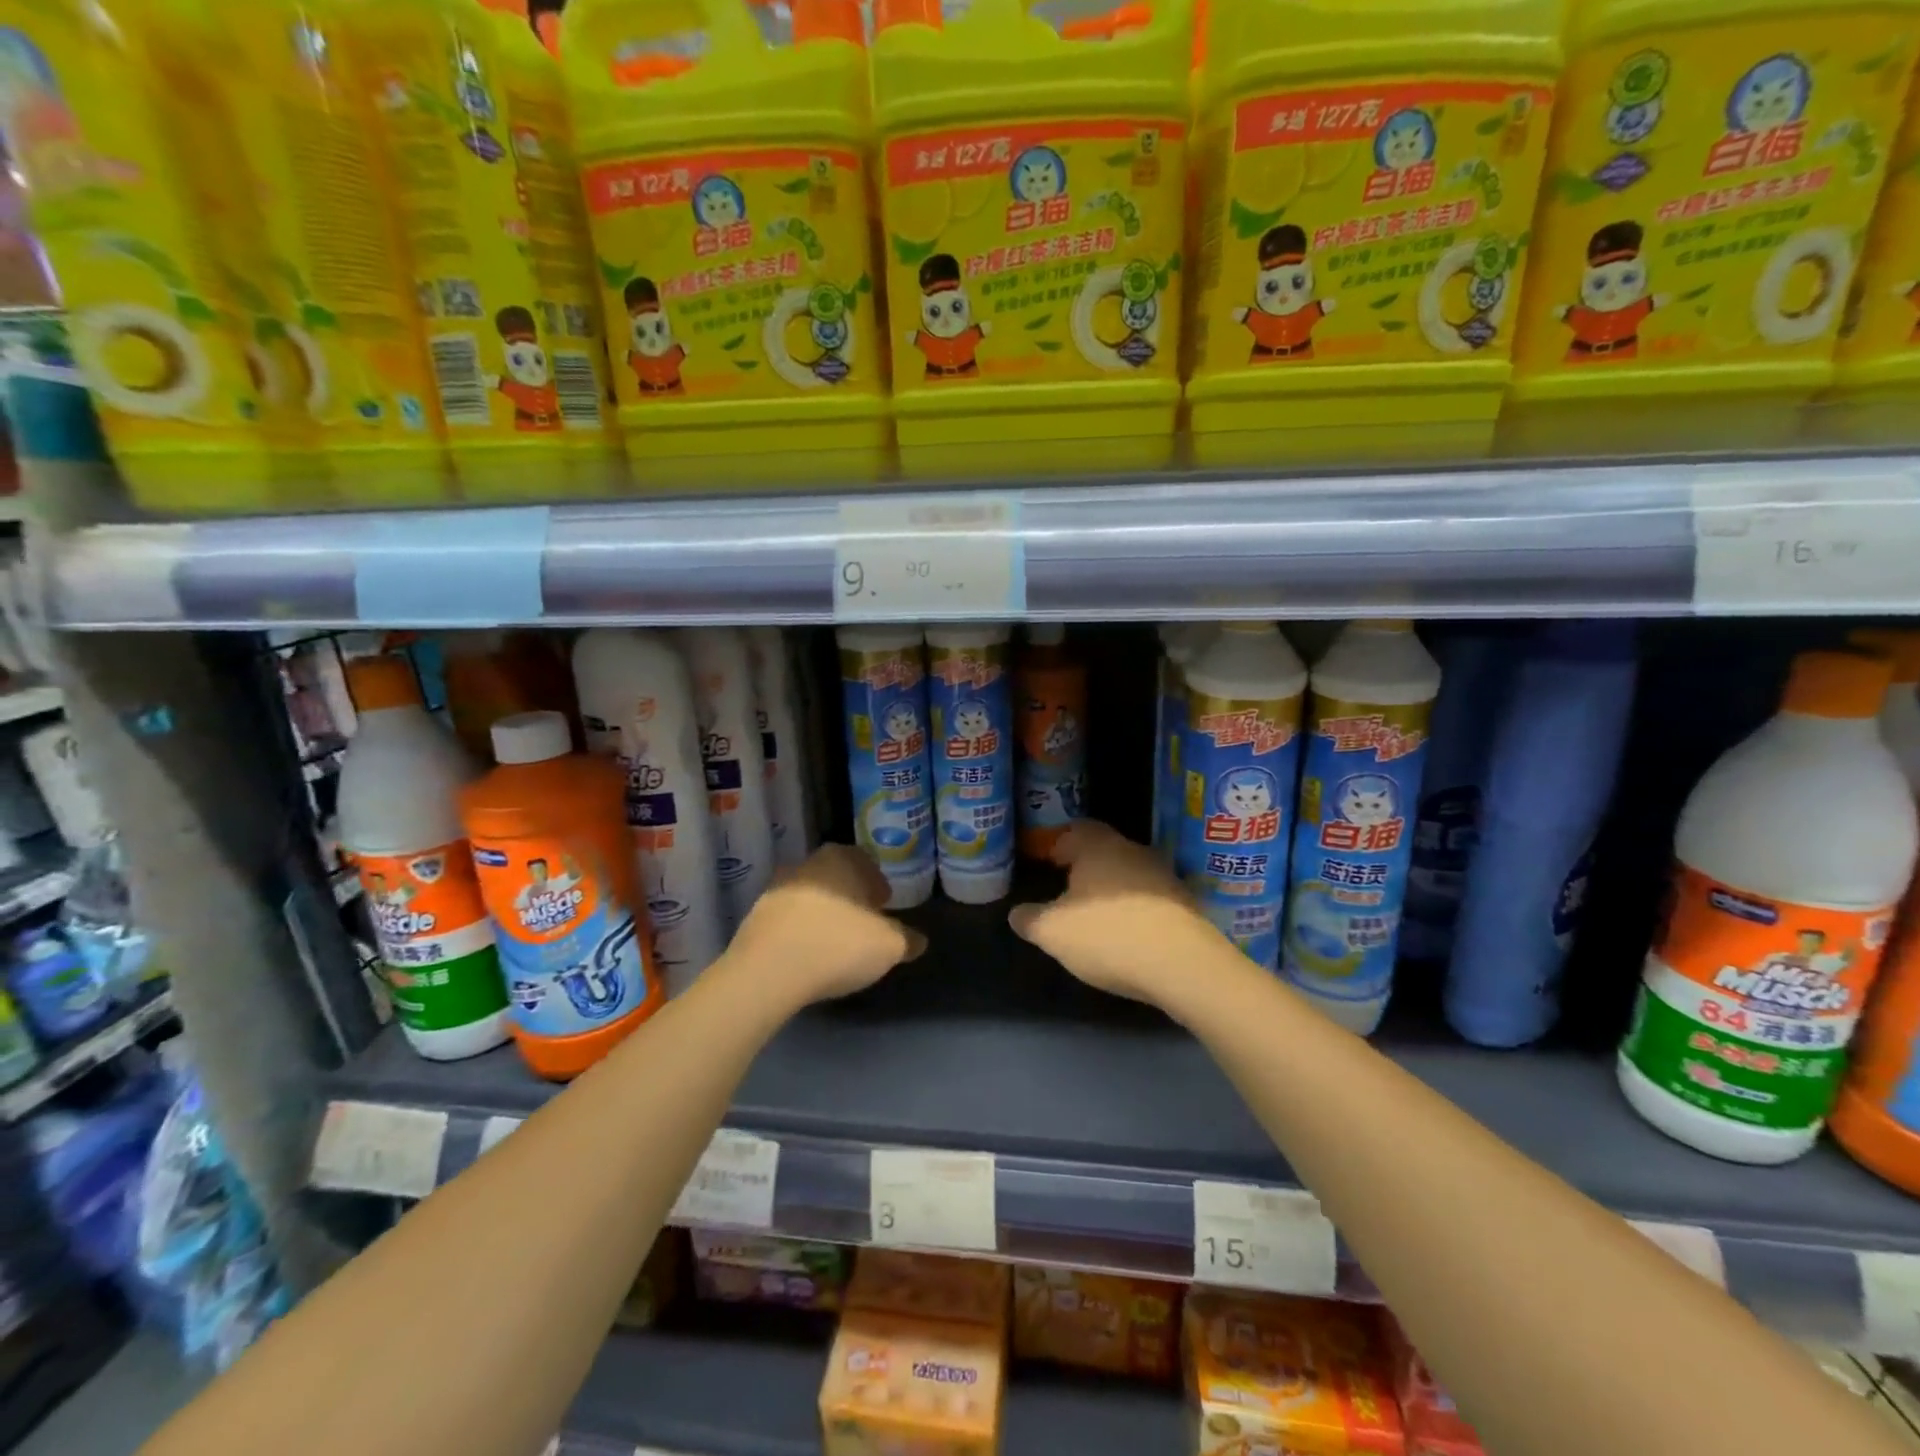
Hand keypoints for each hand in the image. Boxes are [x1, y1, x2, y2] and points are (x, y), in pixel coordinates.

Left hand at [726, 844, 925, 1006]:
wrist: (767, 972)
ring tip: (834, 943)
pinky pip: (786, 921)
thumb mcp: (889, 946)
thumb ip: (907, 940)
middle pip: (834, 876)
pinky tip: (807, 956)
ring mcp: (775, 891)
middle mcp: (806, 865)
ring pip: (808, 897)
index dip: (875, 881)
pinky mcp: (753, 919)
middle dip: (848, 896)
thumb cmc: (838, 945)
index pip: (862, 859)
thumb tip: (918, 941)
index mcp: (840, 859)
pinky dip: (799, 933)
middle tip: (862, 922)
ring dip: (821, 914)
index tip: (883, 903)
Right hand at [1009, 821, 1230, 1008]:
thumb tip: (1017, 914)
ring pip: (1128, 874)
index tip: (1047, 863)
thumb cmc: (1108, 935)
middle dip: (1085, 868)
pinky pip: (1150, 899)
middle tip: (1066, 893)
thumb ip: (1030, 919)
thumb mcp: (1052, 932)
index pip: (1075, 830)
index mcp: (1098, 846)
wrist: (1184, 965)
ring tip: (1096, 919)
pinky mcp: (1185, 904)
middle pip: (1104, 850)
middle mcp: (1132, 851)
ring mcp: (1163, 876)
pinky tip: (1127, 936)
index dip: (1058, 845)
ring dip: (1112, 891)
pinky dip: (1136, 911)